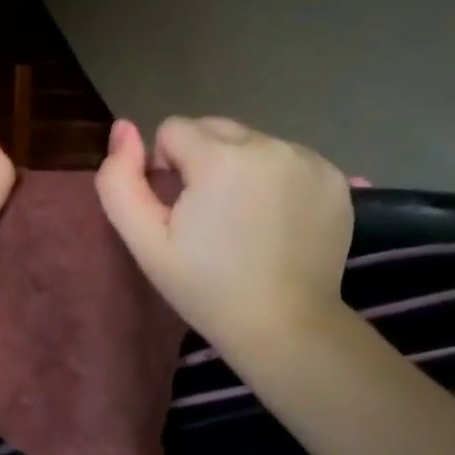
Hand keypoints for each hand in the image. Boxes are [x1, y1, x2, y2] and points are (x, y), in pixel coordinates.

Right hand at [94, 116, 353, 353]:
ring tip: (243, 220)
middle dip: (202, 160)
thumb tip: (123, 127)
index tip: (177, 211)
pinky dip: (275, 178)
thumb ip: (119, 181)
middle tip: (208, 216)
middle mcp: (269, 144)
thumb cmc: (206, 287)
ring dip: (239, 167)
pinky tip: (275, 220)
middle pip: (215, 128)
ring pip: (252, 142)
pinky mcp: (335, 177)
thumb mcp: (146, 242)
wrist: (284, 326)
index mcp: (221, 157)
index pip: (173, 130)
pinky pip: (288, 158)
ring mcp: (309, 159)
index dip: (164, 168)